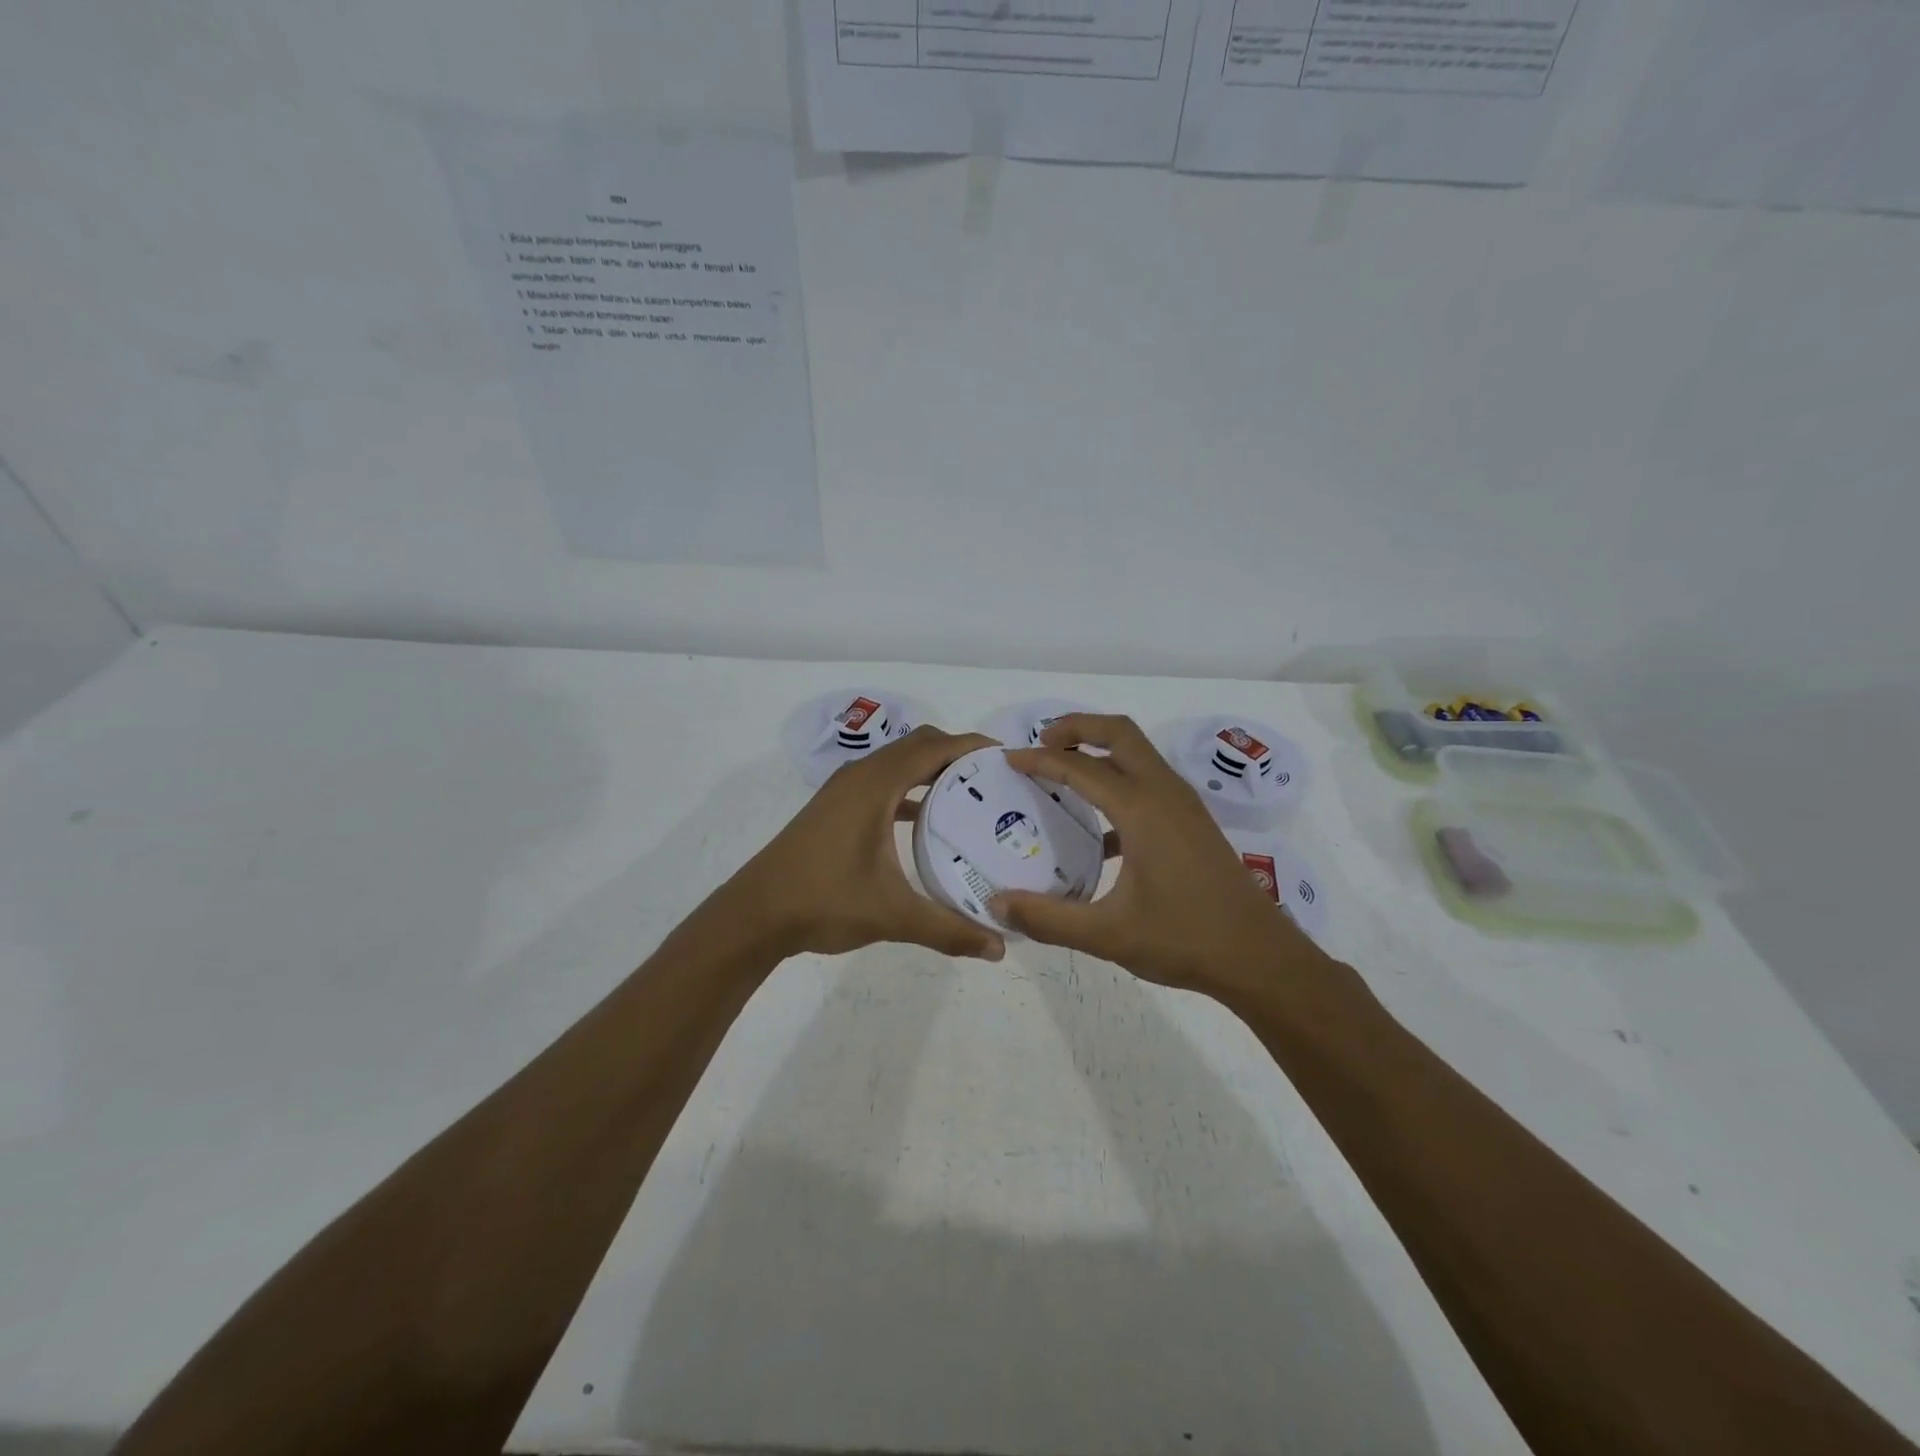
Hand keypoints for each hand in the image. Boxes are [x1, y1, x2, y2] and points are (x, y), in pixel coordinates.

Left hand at [731, 726, 1007, 962]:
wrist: (755, 914)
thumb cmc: (824, 901)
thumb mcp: (892, 915)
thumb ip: (948, 929)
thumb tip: (998, 948)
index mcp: (876, 784)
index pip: (933, 746)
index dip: (971, 745)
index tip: (1007, 758)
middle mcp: (860, 776)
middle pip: (918, 746)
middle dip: (957, 754)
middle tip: (995, 780)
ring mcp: (844, 790)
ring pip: (897, 763)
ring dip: (931, 770)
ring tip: (970, 795)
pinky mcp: (835, 808)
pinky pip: (882, 783)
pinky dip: (909, 790)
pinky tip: (927, 820)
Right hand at [996, 714, 1314, 996]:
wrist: (1260, 958)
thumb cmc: (1184, 940)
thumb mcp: (1107, 935)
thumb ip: (1048, 918)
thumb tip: (997, 906)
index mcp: (1142, 810)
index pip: (1081, 767)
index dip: (1041, 759)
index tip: (1009, 759)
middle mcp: (1165, 793)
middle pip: (1119, 733)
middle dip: (1077, 728)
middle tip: (1041, 744)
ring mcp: (1184, 805)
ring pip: (1138, 754)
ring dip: (1100, 750)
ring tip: (1063, 771)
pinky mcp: (1193, 823)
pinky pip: (1150, 781)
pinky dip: (1119, 782)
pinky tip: (1098, 832)